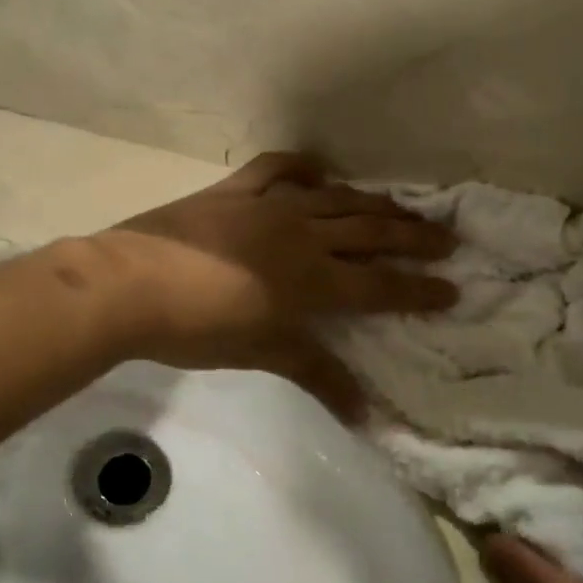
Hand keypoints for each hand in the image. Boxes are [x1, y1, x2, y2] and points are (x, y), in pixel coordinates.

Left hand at [91, 153, 456, 414]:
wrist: (128, 287)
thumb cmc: (197, 329)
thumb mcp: (262, 354)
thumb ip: (316, 374)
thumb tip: (365, 413)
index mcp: (311, 281)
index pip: (379, 286)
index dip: (418, 289)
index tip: (453, 288)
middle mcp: (302, 236)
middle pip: (370, 234)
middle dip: (413, 238)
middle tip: (448, 239)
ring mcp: (268, 207)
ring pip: (335, 199)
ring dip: (372, 204)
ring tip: (401, 208)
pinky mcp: (234, 191)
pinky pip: (277, 169)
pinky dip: (302, 168)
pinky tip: (318, 172)